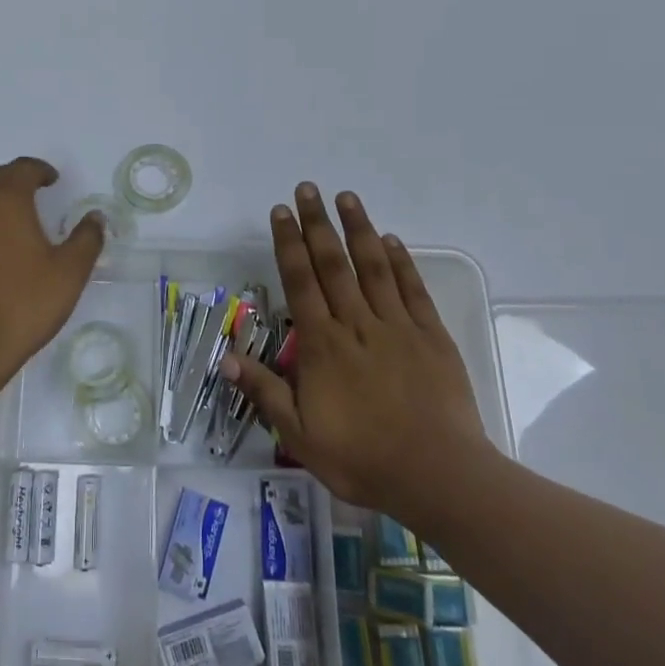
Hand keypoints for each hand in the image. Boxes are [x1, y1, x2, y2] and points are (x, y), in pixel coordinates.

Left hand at [0, 157, 103, 384]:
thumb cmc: (24, 304)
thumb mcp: (70, 273)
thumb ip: (86, 238)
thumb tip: (95, 218)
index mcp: (5, 202)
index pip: (21, 169)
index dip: (39, 170)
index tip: (52, 180)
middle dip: (12, 180)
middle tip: (31, 194)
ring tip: (8, 229)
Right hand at [223, 183, 497, 520]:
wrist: (438, 477)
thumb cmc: (362, 459)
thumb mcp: (300, 436)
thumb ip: (265, 392)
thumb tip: (226, 359)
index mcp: (322, 345)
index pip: (300, 282)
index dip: (288, 244)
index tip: (280, 212)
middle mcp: (356, 324)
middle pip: (332, 264)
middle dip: (317, 223)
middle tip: (307, 188)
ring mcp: (397, 326)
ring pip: (372, 267)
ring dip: (357, 229)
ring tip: (346, 196)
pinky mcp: (431, 336)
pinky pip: (412, 290)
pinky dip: (400, 262)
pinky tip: (389, 240)